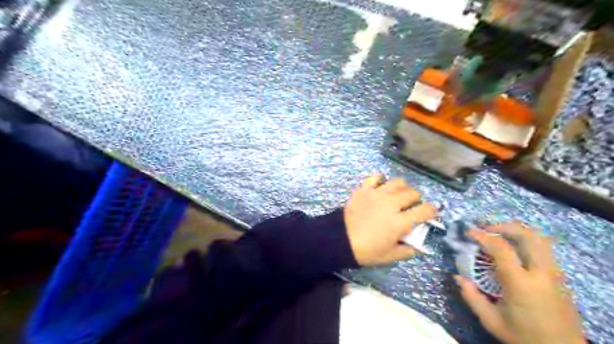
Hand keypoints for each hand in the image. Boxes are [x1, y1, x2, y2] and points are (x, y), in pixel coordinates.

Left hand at [345, 175, 435, 265]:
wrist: (340, 240)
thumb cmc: (366, 250)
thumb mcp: (390, 256)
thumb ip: (408, 250)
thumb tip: (420, 247)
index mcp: (400, 222)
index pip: (425, 210)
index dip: (432, 211)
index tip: (430, 214)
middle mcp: (391, 204)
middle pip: (412, 193)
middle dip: (417, 199)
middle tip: (411, 206)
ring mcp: (377, 194)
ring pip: (397, 182)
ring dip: (403, 187)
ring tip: (398, 194)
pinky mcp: (364, 190)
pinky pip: (375, 177)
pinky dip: (381, 179)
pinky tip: (381, 186)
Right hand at [455, 223, 584, 343]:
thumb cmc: (523, 336)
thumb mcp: (491, 320)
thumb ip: (471, 296)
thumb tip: (457, 276)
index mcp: (520, 283)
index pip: (501, 248)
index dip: (483, 236)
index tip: (469, 232)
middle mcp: (541, 273)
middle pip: (527, 236)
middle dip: (504, 226)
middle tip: (486, 228)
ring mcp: (554, 274)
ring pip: (539, 240)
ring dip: (517, 232)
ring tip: (500, 235)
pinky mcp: (560, 278)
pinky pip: (543, 250)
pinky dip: (526, 242)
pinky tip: (514, 250)